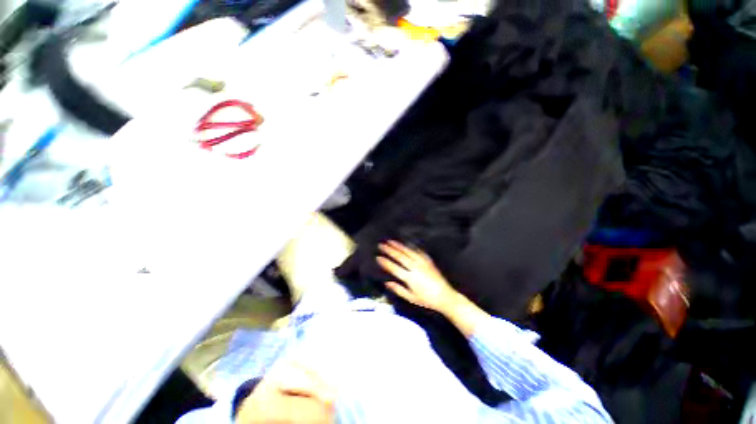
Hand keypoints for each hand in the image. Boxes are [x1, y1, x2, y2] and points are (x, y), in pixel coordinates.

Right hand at [376, 241, 458, 312]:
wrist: (445, 296)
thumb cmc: (427, 300)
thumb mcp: (411, 298)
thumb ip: (398, 289)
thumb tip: (387, 283)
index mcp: (410, 278)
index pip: (394, 268)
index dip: (385, 262)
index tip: (378, 257)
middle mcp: (415, 268)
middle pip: (400, 256)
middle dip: (389, 250)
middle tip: (381, 245)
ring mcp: (423, 263)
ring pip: (408, 251)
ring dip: (399, 246)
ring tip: (391, 241)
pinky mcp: (428, 261)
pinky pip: (418, 251)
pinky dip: (411, 247)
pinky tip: (406, 244)